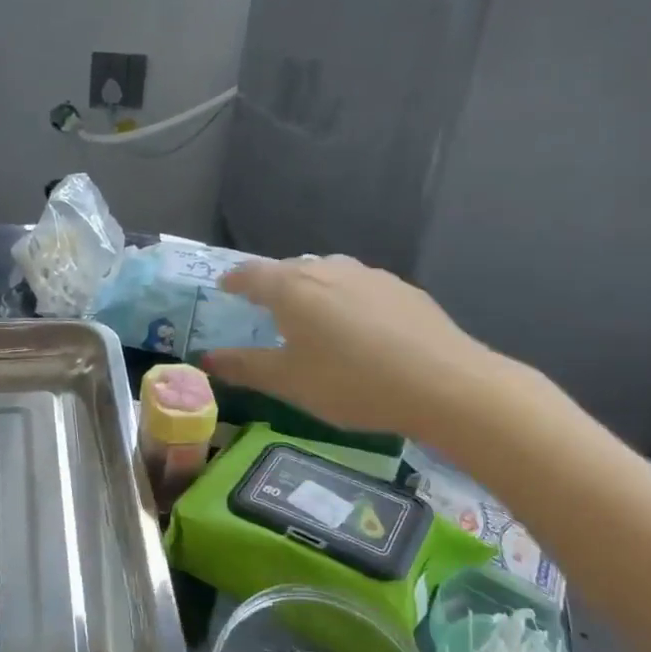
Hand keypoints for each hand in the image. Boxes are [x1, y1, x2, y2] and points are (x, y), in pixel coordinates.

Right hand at [207, 255, 513, 438]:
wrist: (443, 382)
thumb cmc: (352, 383)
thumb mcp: (290, 383)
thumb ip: (245, 367)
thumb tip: (207, 357)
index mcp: (292, 287)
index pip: (251, 273)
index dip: (234, 280)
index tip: (225, 288)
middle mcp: (327, 268)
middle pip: (289, 268)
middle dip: (272, 284)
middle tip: (266, 308)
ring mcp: (368, 274)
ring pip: (327, 273)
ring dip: (311, 289)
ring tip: (312, 316)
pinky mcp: (401, 287)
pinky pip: (359, 285)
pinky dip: (346, 298)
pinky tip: (359, 327)